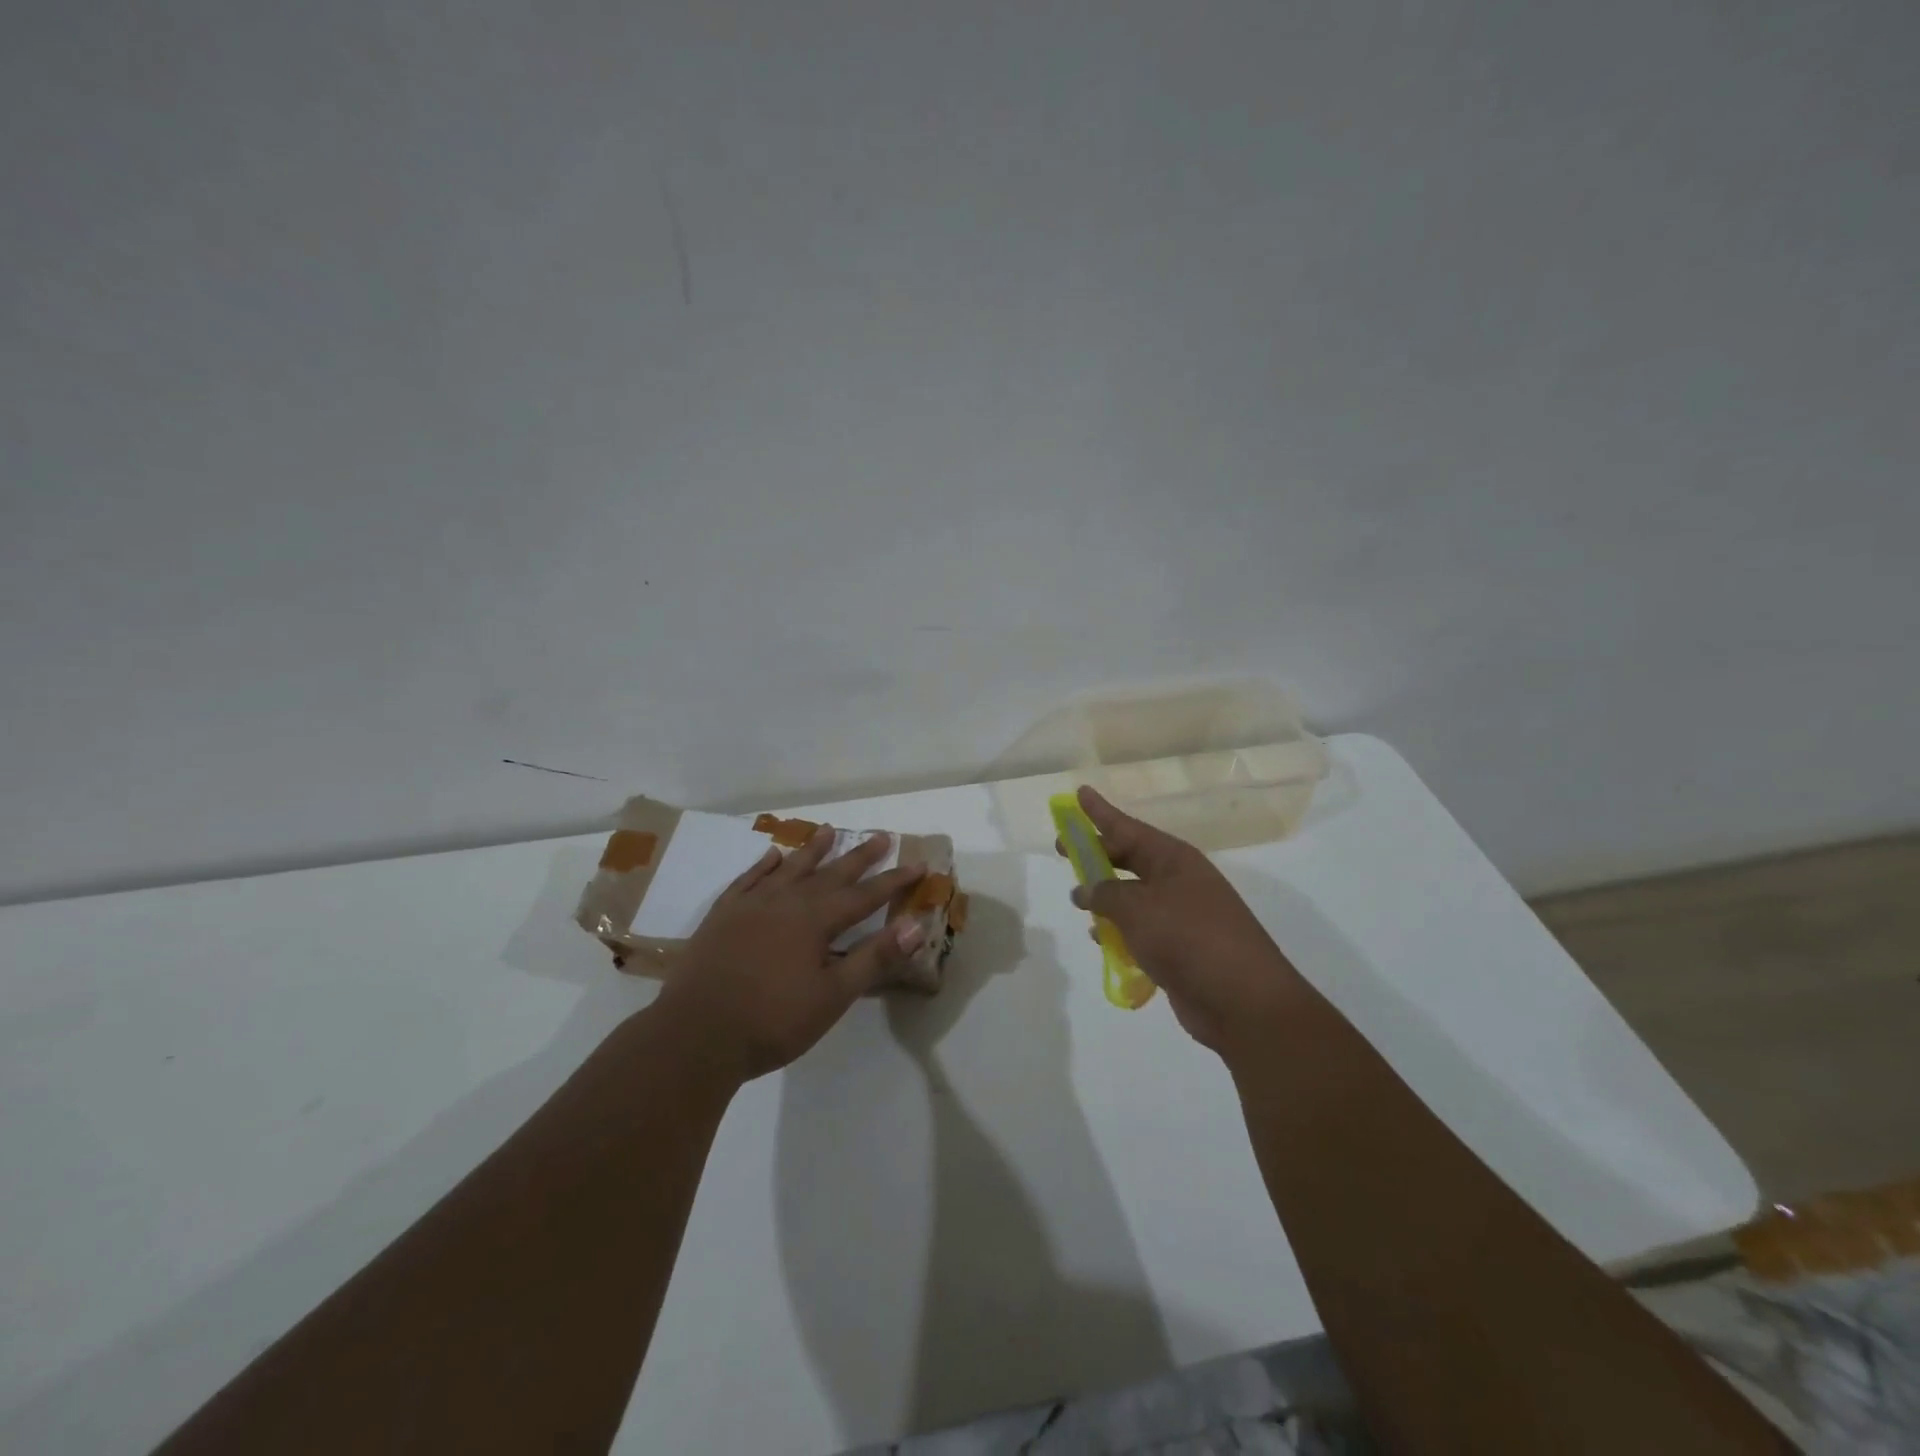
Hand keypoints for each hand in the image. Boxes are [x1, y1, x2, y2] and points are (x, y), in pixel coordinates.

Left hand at [656, 827, 927, 1082]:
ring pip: (789, 868)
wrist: (695, 1035)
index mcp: (816, 921)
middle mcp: (786, 902)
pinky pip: (748, 879)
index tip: (918, 864)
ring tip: (828, 830)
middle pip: (830, 873)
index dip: (894, 881)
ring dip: (812, 850)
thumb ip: (873, 958)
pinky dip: (764, 865)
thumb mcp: (833, 996)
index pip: (865, 895)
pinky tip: (772, 857)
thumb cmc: (772, 1021)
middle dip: (859, 856)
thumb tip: (914, 926)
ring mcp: (750, 905)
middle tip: (881, 836)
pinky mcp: (722, 915)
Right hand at [1064, 787, 1310, 1054]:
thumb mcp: (1138, 909)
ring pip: (1133, 895)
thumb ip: (1105, 894)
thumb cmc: (1189, 938)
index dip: (1100, 812)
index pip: (1128, 827)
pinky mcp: (1180, 948)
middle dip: (1096, 854)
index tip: (1079, 793)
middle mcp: (1178, 881)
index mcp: (1173, 860)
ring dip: (1106, 896)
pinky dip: (1119, 930)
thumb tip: (1087, 890)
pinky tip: (1099, 939)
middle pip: (1129, 858)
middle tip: (1063, 849)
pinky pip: (1140, 929)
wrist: (1243, 1000)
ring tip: (1077, 900)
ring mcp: (1181, 915)